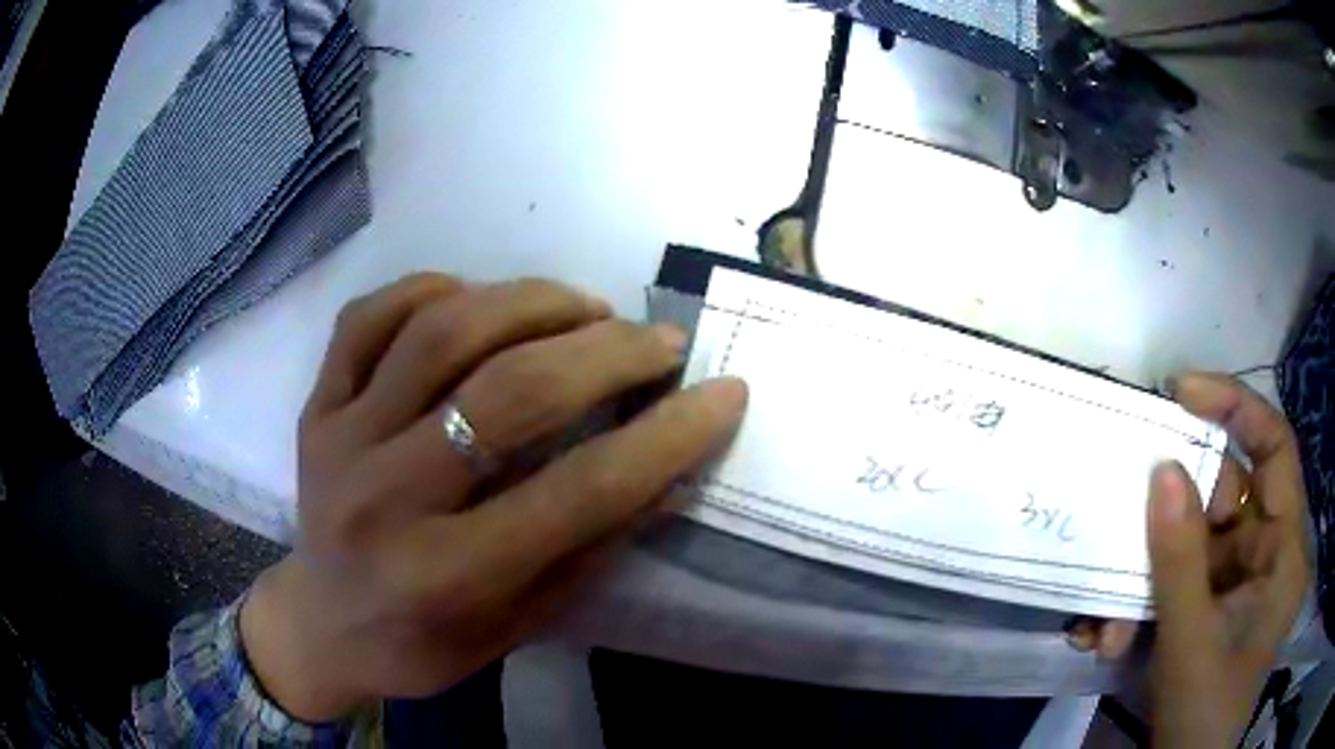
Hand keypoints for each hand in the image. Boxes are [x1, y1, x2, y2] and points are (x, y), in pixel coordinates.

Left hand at [239, 274, 747, 721]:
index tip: (725, 392)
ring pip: (443, 331)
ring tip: (586, 307)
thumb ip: (592, 547)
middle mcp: (388, 498)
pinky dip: (432, 288)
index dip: (668, 436)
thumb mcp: (520, 623)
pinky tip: (478, 298)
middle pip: (513, 393)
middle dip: (610, 352)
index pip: (582, 492)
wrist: (322, 625)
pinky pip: (370, 316)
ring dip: (533, 301)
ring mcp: (341, 438)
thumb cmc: (424, 643)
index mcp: (448, 576)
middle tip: (660, 339)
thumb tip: (671, 469)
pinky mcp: (316, 404)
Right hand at [1070, 373, 1309, 746]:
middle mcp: (1266, 554)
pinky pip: (1177, 583)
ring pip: (1193, 546)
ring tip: (1103, 624)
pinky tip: (1107, 637)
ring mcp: (1237, 584)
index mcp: (1284, 551)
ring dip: (1144, 579)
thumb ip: (1180, 560)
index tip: (1181, 391)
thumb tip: (1161, 470)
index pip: (1274, 448)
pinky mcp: (1210, 608)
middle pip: (1224, 500)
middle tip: (1121, 521)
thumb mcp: (1191, 644)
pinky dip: (1141, 604)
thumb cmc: (1204, 715)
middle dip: (1169, 524)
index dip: (1235, 407)